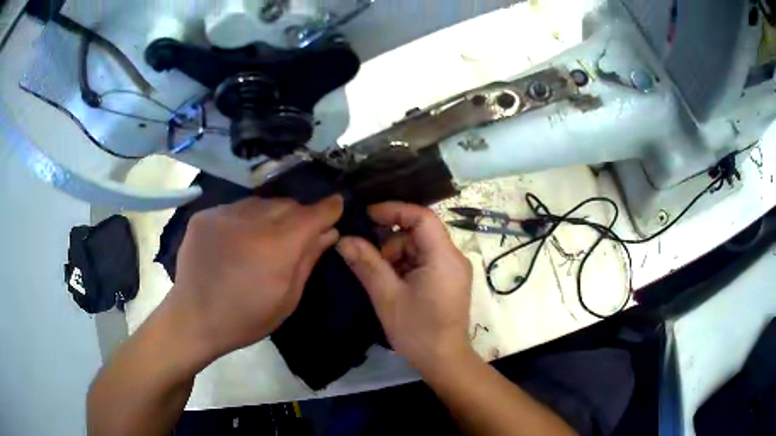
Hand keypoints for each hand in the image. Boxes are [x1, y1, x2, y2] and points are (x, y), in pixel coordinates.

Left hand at [168, 195, 343, 360]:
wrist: (194, 319)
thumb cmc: (245, 319)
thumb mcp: (287, 300)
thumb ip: (308, 260)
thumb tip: (329, 232)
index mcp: (275, 249)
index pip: (312, 214)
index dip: (328, 208)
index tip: (337, 206)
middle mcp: (250, 222)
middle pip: (288, 204)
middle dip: (300, 215)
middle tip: (299, 233)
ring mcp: (223, 214)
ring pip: (262, 202)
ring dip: (272, 215)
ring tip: (266, 237)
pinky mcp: (205, 215)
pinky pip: (238, 207)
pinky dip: (247, 218)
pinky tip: (240, 238)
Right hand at [336, 202, 472, 373]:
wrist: (443, 361)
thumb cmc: (417, 331)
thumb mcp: (387, 297)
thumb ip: (366, 264)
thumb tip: (343, 239)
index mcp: (444, 257)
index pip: (422, 217)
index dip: (394, 210)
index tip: (367, 216)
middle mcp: (454, 257)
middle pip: (419, 233)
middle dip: (391, 243)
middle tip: (369, 262)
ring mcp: (453, 269)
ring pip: (419, 248)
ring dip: (396, 257)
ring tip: (382, 280)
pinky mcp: (449, 280)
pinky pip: (424, 261)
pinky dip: (405, 267)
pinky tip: (393, 286)